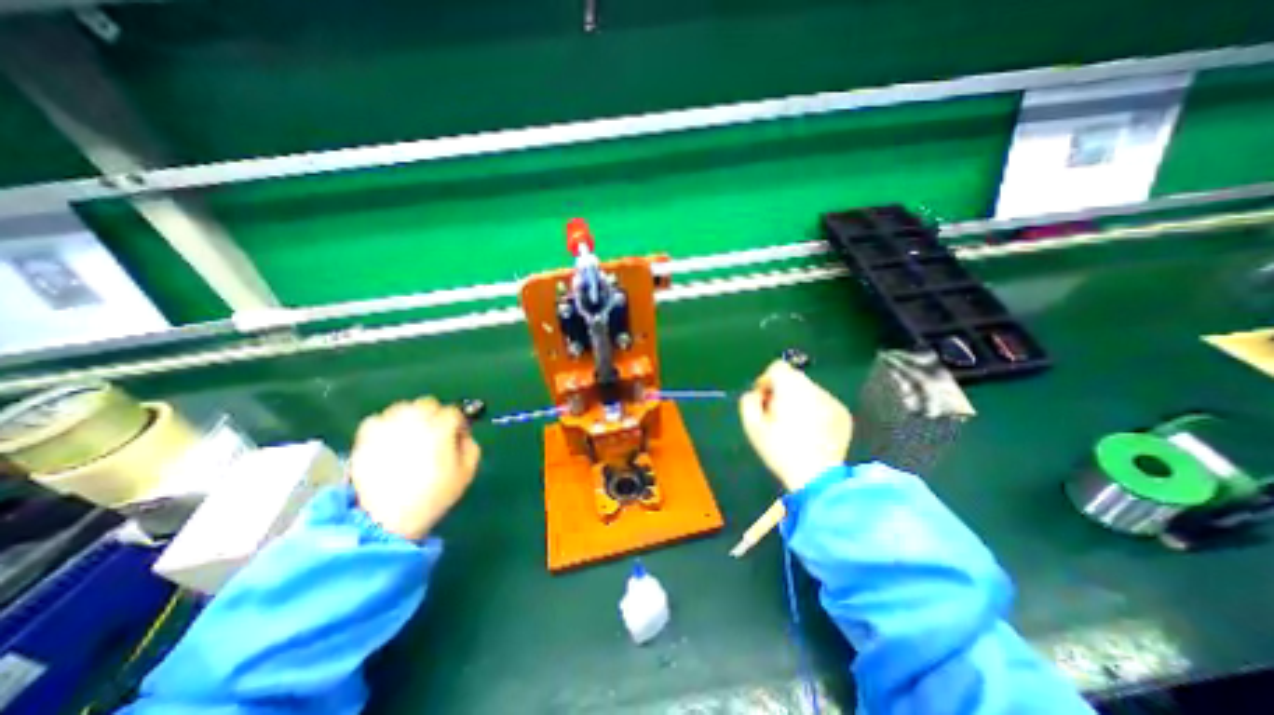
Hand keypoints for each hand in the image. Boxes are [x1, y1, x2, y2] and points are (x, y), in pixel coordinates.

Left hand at [346, 396, 484, 541]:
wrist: (386, 520)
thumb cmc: (433, 495)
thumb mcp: (466, 473)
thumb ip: (471, 447)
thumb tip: (463, 435)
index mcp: (441, 429)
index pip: (453, 412)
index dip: (457, 423)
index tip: (456, 437)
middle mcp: (414, 421)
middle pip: (428, 404)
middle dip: (434, 415)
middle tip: (434, 434)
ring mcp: (388, 427)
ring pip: (403, 407)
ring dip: (411, 417)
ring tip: (410, 436)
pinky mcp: (365, 437)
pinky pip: (378, 419)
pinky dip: (386, 425)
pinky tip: (389, 440)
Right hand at [742, 364, 847, 490]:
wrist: (817, 477)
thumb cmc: (780, 451)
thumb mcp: (752, 427)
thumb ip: (748, 401)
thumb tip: (756, 393)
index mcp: (791, 388)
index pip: (777, 367)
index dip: (766, 380)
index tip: (764, 400)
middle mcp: (814, 388)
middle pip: (793, 378)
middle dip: (782, 391)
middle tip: (777, 415)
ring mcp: (832, 401)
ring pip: (809, 391)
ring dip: (799, 401)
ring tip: (795, 427)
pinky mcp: (843, 414)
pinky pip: (823, 404)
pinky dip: (815, 412)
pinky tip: (811, 433)